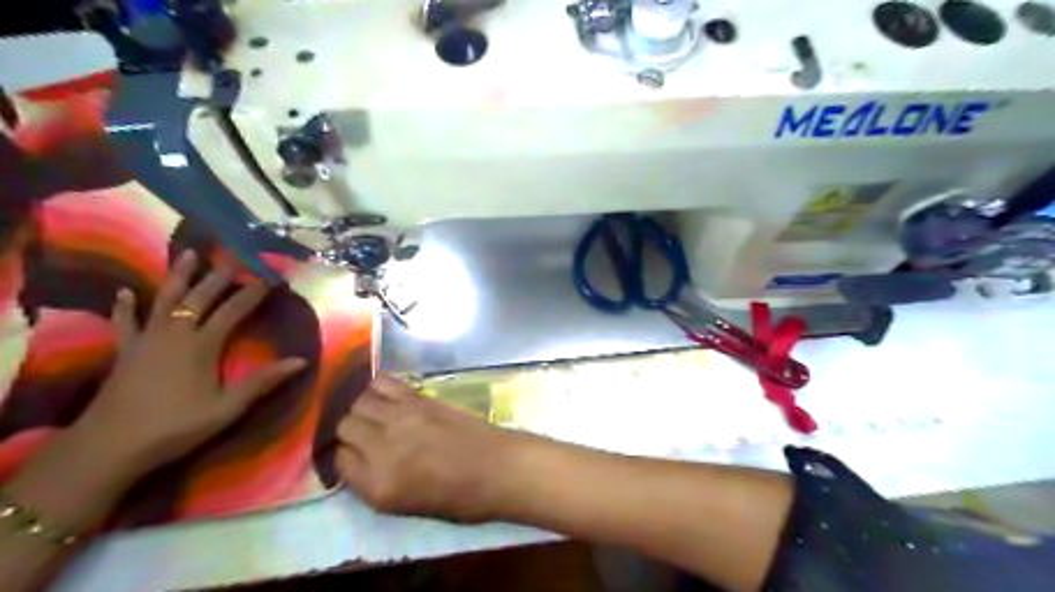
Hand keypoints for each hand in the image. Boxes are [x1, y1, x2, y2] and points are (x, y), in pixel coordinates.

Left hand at [77, 251, 307, 473]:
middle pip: (199, 298)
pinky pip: (125, 322)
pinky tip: (125, 292)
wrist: (109, 446)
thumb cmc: (176, 426)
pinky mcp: (125, 351)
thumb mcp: (227, 408)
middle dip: (218, 277)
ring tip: (188, 254)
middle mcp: (174, 334)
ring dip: (178, 276)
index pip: (233, 311)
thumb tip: (301, 361)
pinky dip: (125, 306)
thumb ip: (262, 382)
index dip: (252, 293)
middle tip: (233, 258)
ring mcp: (146, 340)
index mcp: (202, 345)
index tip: (269, 278)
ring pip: (164, 300)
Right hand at [336, 375, 525, 523]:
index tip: (354, 456)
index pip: (337, 460)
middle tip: (363, 435)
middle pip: (344, 425)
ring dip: (361, 408)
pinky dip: (378, 387)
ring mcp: (401, 417)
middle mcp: (382, 446)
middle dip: (348, 431)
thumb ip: (371, 481)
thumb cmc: (457, 497)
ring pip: (359, 401)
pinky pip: (384, 383)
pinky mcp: (419, 398)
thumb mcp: (404, 505)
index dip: (343, 457)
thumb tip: (355, 458)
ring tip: (373, 414)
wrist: (496, 468)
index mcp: (377, 484)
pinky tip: (385, 396)